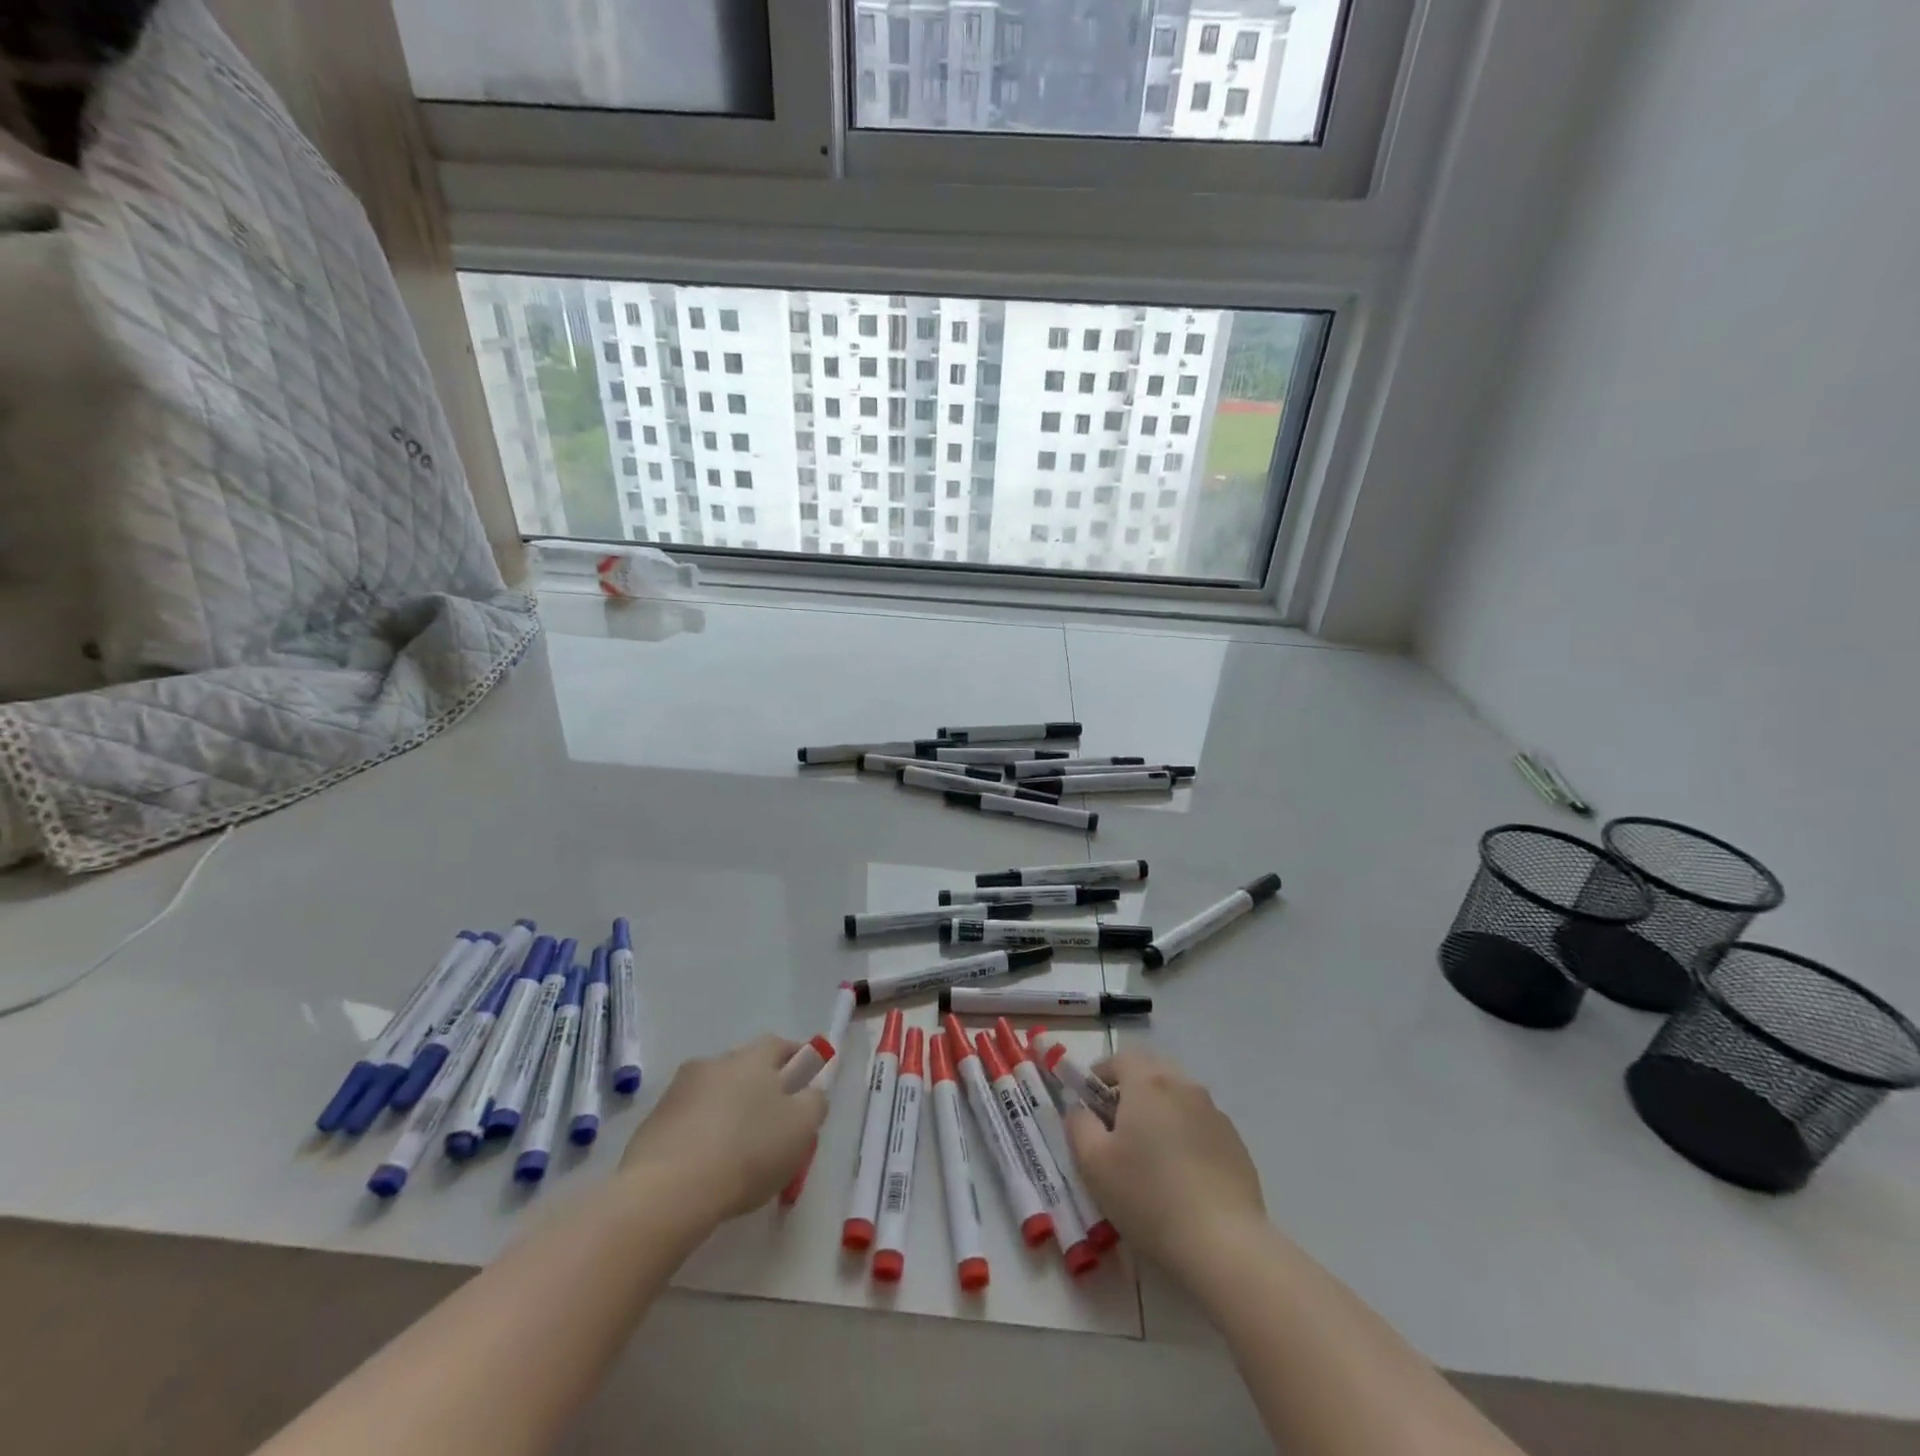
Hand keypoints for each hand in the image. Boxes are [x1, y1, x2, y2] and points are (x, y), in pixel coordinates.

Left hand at [618, 1036, 826, 1226]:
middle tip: (772, 1124)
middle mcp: (715, 1062)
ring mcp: (679, 1090)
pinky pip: (688, 1121)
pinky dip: (701, 1134)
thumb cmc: (747, 1151)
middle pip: (745, 1069)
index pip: (780, 1046)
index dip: (796, 1061)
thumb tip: (810, 1092)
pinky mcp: (653, 1122)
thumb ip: (814, 1102)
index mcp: (753, 1058)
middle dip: (760, 1089)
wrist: (668, 1190)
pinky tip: (706, 1165)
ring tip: (737, 1150)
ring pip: (715, 1094)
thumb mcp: (801, 1128)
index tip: (804, 1085)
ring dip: (727, 1111)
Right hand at [1065, 1048, 1265, 1272]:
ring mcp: (1214, 1113)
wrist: (1224, 1243)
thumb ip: (1078, 1124)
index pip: (1120, 1058)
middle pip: (1152, 1072)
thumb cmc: (1148, 1196)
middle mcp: (1184, 1086)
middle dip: (1131, 1090)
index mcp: (1148, 1083)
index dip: (1101, 1075)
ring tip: (1151, 1154)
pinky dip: (1186, 1135)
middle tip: (1117, 1127)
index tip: (1090, 1104)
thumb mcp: (1093, 1163)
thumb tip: (1080, 1109)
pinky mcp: (1235, 1142)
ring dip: (1160, 1112)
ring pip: (1178, 1097)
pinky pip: (1200, 1124)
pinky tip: (1182, 1175)